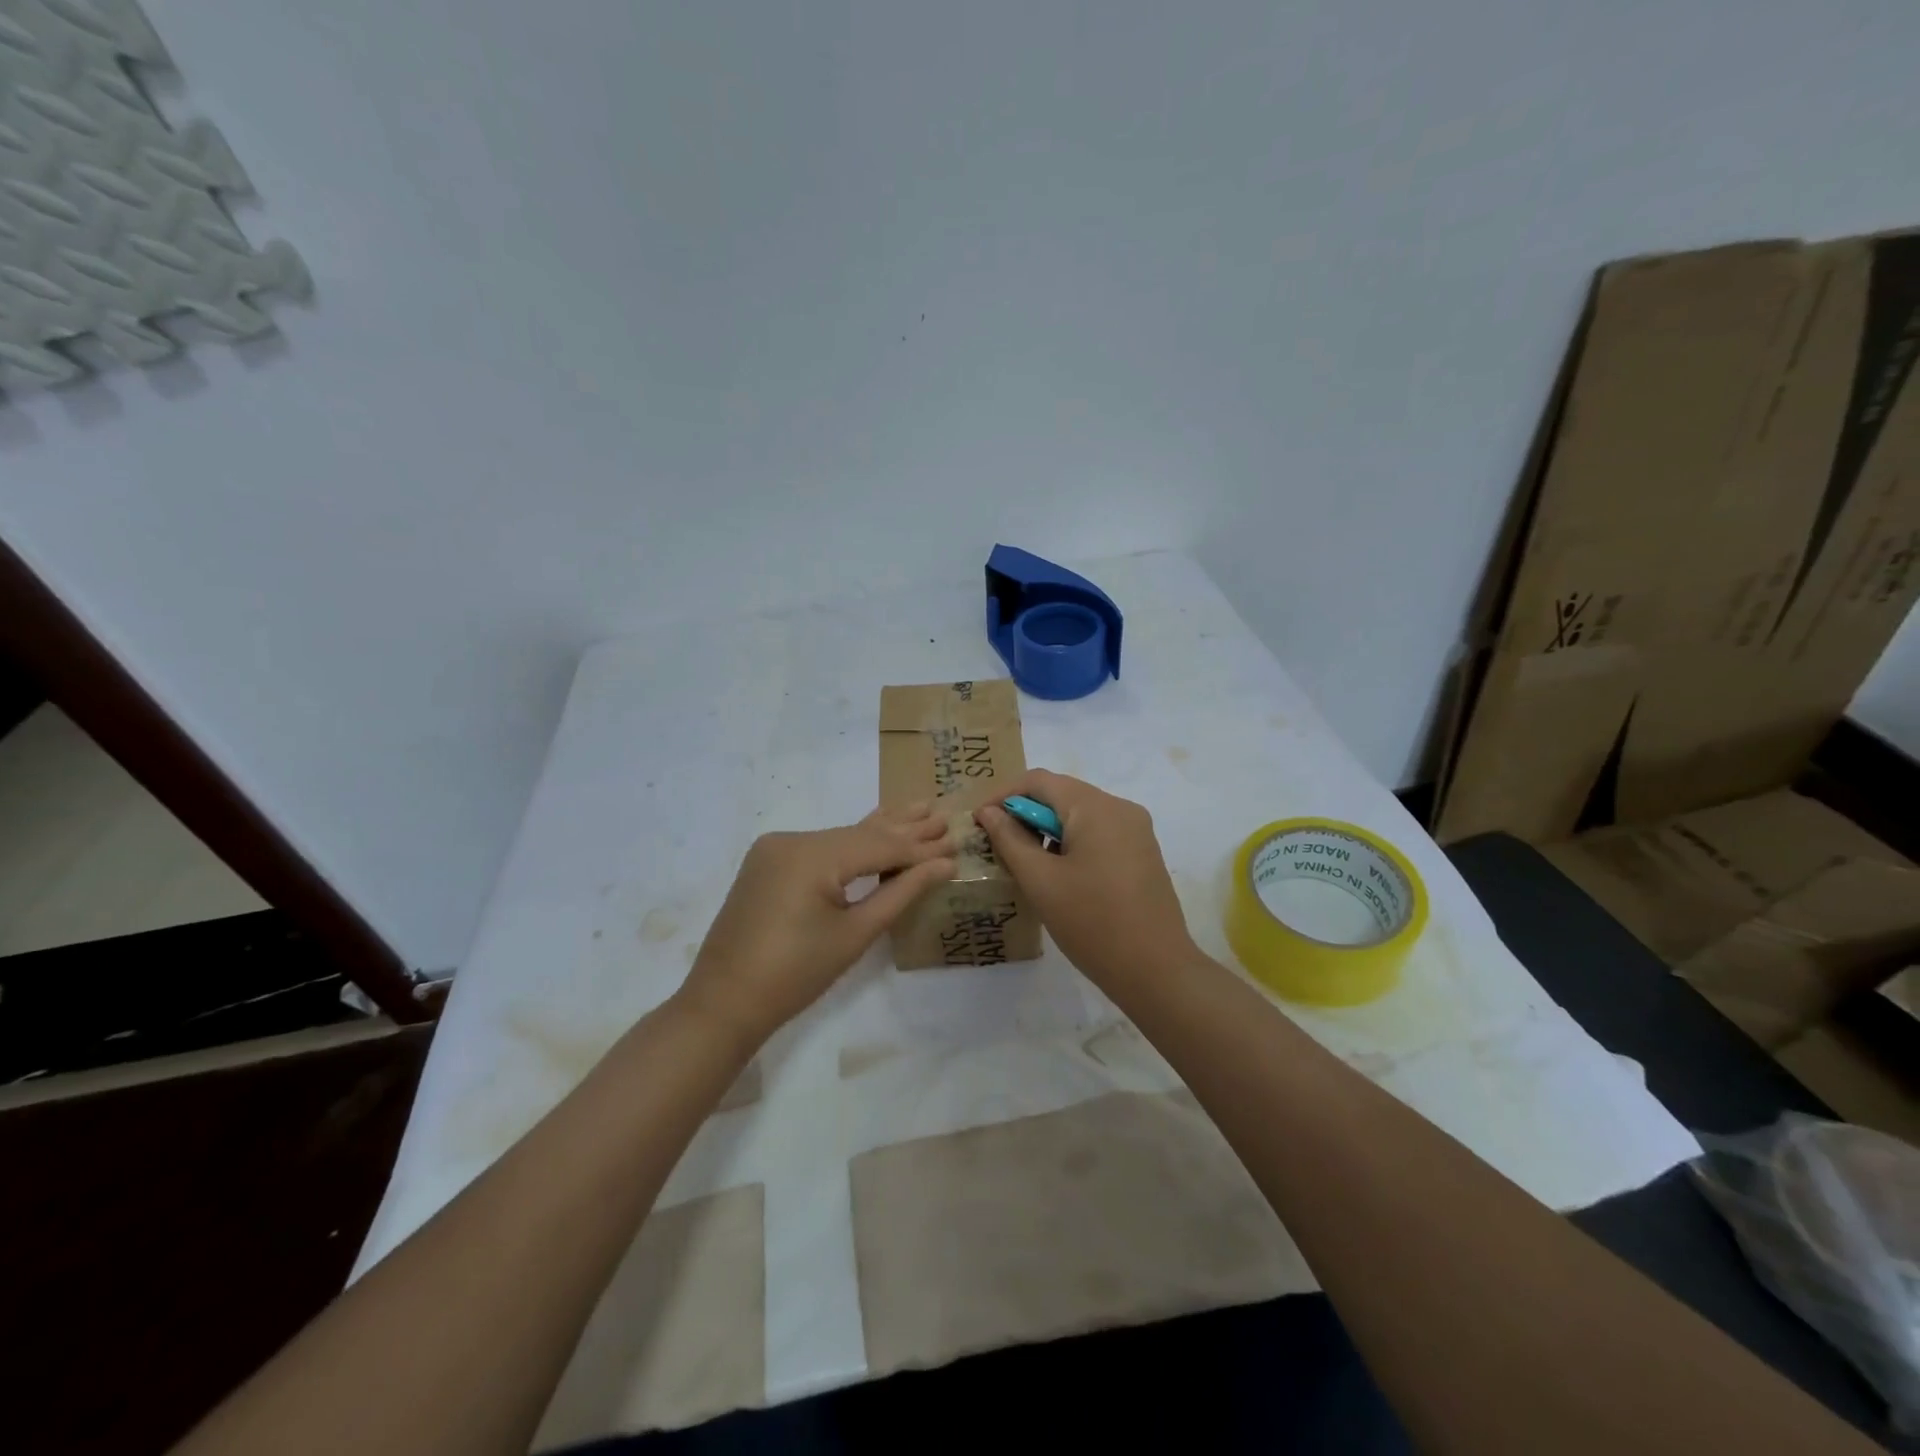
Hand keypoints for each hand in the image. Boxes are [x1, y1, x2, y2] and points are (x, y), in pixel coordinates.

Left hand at [676, 805, 954, 1047]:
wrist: (724, 1002)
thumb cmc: (795, 975)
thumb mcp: (855, 934)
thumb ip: (900, 892)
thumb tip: (942, 865)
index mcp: (811, 856)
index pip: (879, 846)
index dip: (919, 847)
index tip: (955, 841)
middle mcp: (792, 839)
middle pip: (860, 834)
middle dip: (904, 829)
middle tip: (944, 816)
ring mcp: (777, 848)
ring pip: (841, 837)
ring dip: (880, 831)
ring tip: (918, 809)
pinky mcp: (770, 861)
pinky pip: (820, 847)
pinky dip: (851, 845)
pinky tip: (875, 829)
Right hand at [975, 769, 1196, 987]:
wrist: (1156, 971)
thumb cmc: (1092, 922)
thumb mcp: (1040, 880)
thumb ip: (1010, 839)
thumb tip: (989, 812)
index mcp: (1095, 807)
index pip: (1039, 781)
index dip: (1003, 795)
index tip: (979, 822)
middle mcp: (1120, 808)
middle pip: (1061, 794)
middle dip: (1025, 814)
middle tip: (997, 845)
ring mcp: (1136, 830)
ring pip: (1079, 815)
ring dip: (1047, 830)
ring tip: (1023, 864)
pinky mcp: (1142, 853)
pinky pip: (1098, 833)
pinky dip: (1071, 843)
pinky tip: (1057, 875)